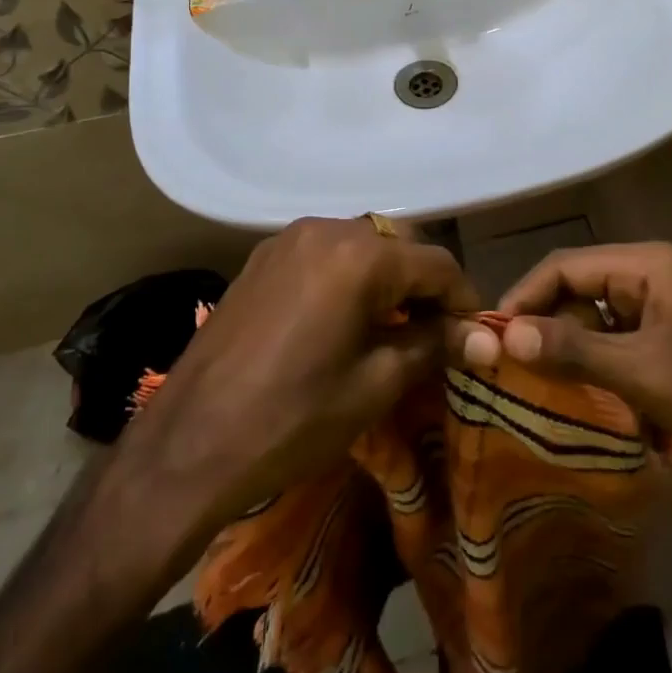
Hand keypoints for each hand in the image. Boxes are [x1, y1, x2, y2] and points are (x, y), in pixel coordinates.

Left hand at [118, 217, 476, 532]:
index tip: (473, 337)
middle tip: (433, 333)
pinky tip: (342, 318)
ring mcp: (288, 238)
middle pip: (398, 243)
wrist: (188, 444)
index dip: (463, 299)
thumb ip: (433, 346)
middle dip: (423, 284)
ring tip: (390, 327)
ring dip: (385, 276)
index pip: (436, 263)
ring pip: (360, 242)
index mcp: (360, 255)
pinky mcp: (262, 257)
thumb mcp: (375, 385)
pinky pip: (323, 252)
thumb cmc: (292, 418)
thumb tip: (483, 339)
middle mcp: (326, 228)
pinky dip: (347, 275)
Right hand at [467, 241, 671, 465]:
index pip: (565, 265)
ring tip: (569, 401)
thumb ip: (573, 351)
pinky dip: (618, 377)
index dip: (526, 296)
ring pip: (602, 324)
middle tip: (521, 372)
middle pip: (582, 293)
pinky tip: (630, 420)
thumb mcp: (641, 373)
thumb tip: (506, 334)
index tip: (493, 334)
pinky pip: (626, 345)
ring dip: (588, 363)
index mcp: (645, 264)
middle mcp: (652, 274)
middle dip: (555, 334)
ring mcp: (666, 305)